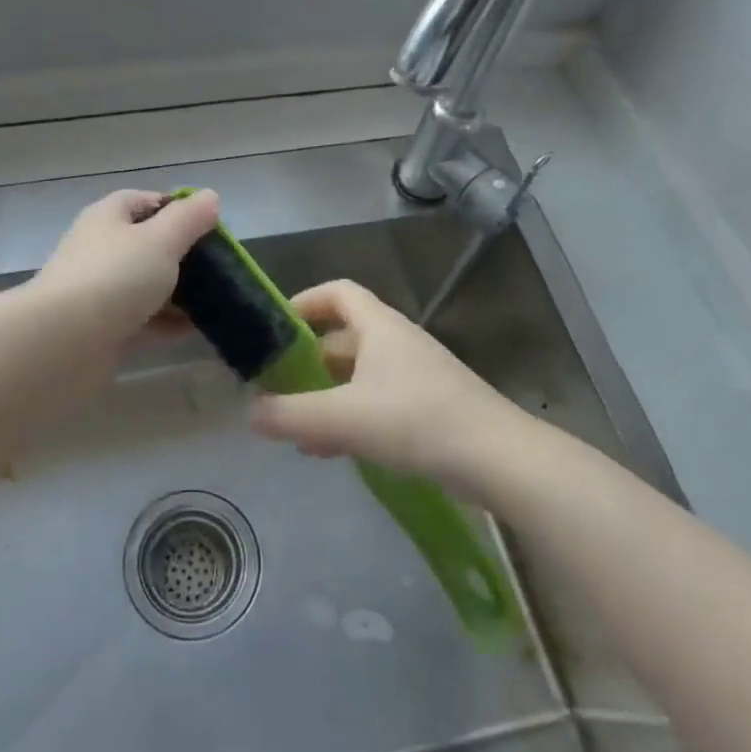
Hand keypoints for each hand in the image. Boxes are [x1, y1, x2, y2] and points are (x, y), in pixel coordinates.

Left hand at [32, 188, 220, 344]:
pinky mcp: (101, 326)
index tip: (209, 226)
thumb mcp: (161, 240)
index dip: (177, 208)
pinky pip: (141, 317)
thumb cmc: (115, 277)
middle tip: (217, 266)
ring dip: (176, 291)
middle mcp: (100, 248)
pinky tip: (193, 329)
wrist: (62, 342)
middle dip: (181, 254)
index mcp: (108, 217)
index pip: (144, 200)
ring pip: (145, 283)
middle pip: (146, 243)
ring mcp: (98, 289)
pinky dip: (165, 322)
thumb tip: (210, 197)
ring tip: (213, 300)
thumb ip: (188, 218)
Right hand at [248, 279, 529, 495]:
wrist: (499, 459)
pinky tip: (335, 450)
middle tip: (279, 386)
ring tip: (299, 428)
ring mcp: (417, 375)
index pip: (337, 292)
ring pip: (360, 374)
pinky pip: (378, 401)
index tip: (274, 329)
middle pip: (344, 336)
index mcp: (379, 327)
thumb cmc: (416, 421)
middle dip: (308, 360)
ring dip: (328, 394)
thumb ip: (291, 414)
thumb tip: (250, 412)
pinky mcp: (430, 407)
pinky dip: (352, 416)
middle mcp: (398, 342)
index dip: (304, 302)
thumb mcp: (344, 418)